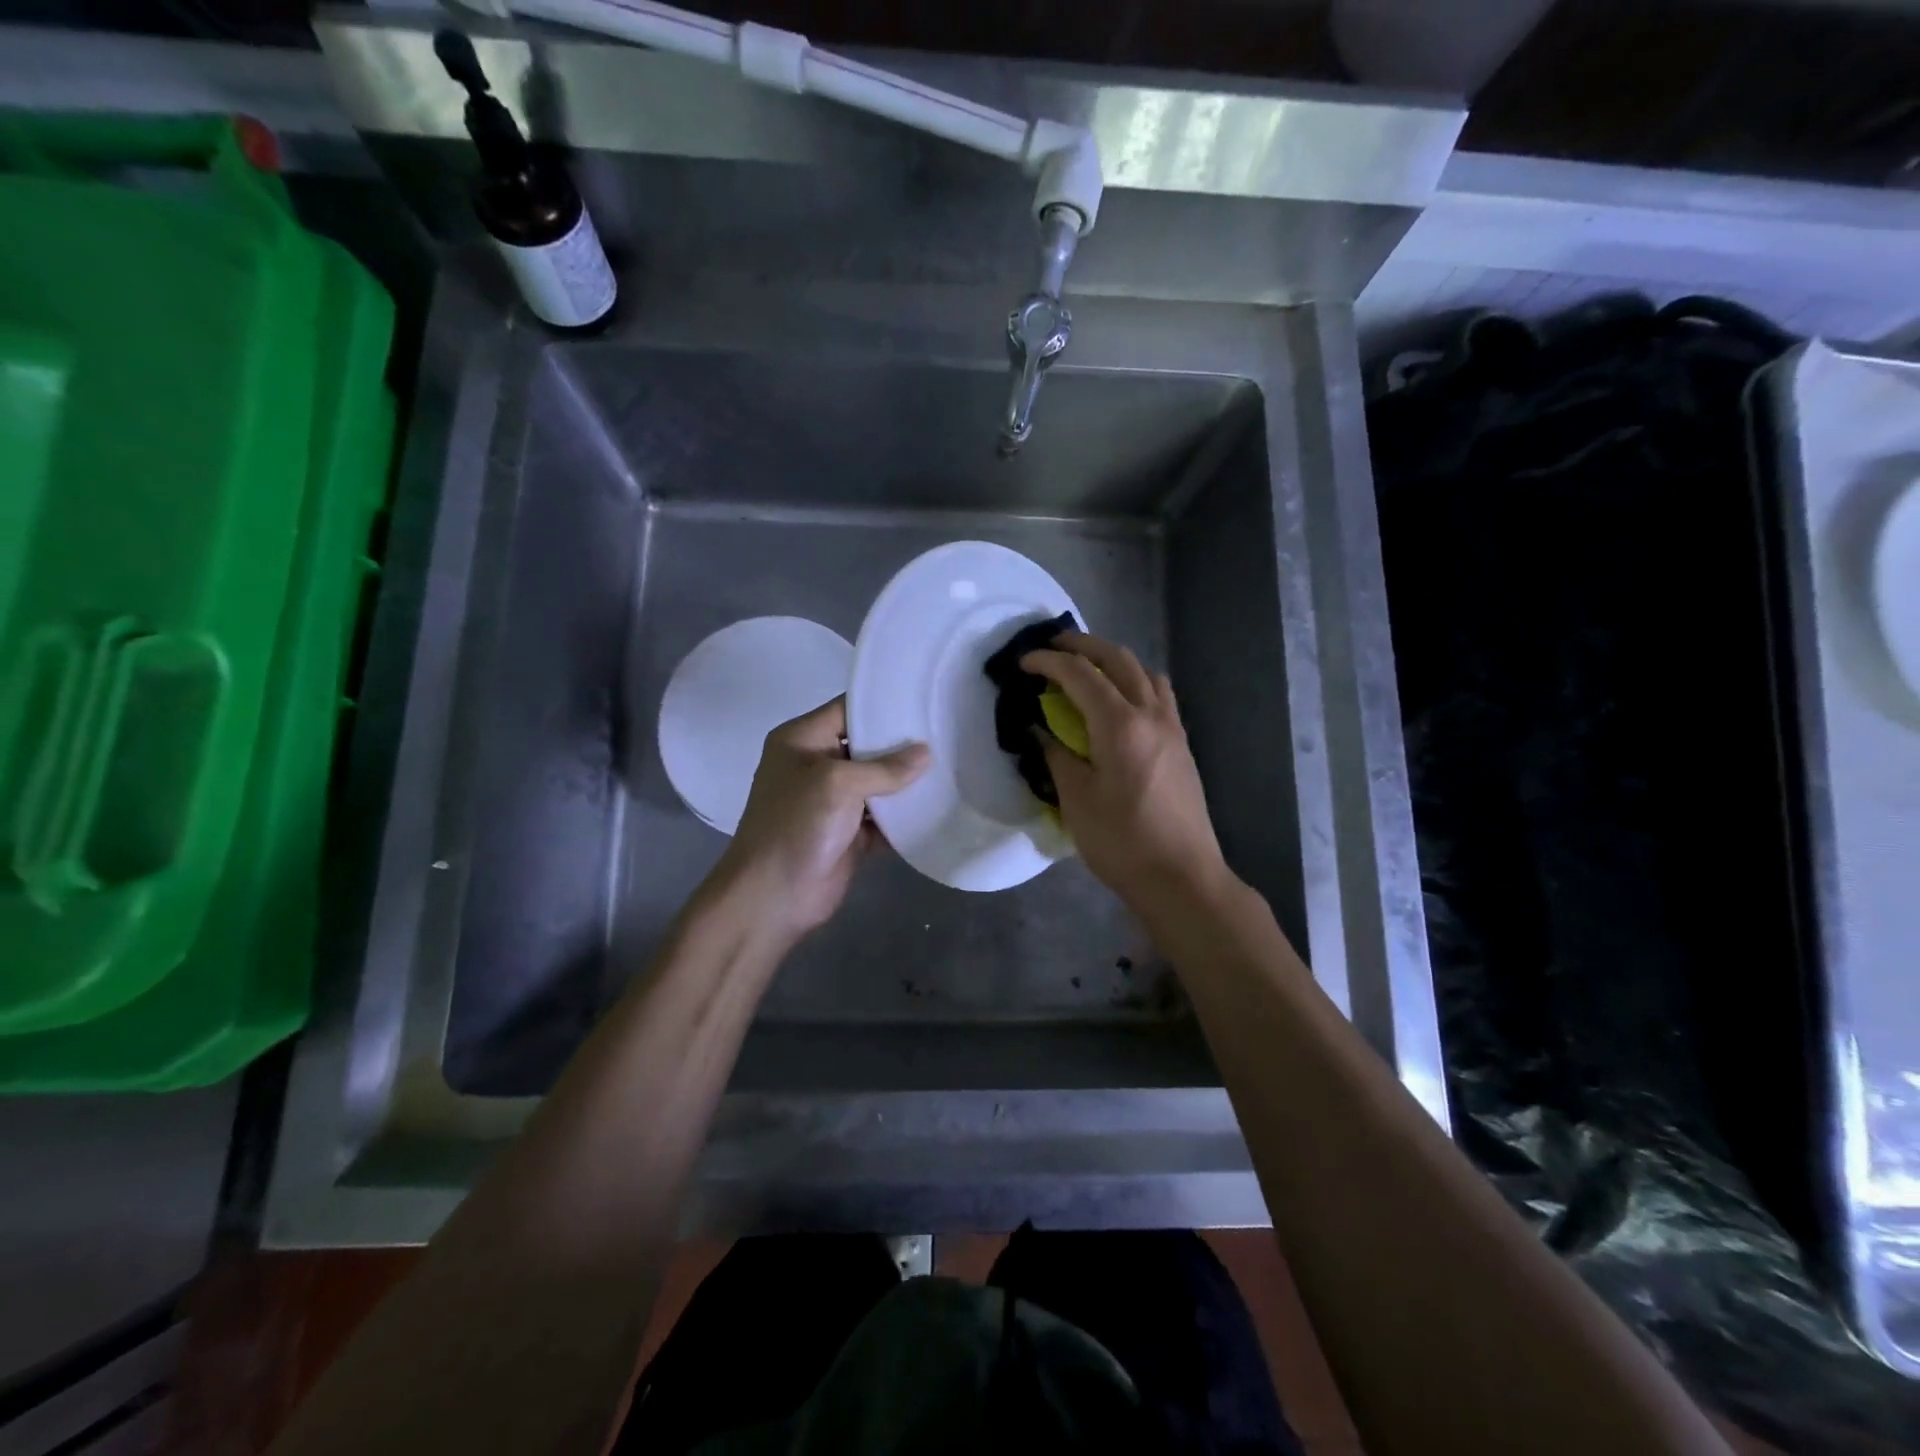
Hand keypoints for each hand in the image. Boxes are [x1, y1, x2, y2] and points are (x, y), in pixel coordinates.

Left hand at [711, 697, 928, 943]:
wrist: (773, 897)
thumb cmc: (796, 825)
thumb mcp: (837, 783)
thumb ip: (884, 768)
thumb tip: (926, 753)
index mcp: (802, 740)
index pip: (847, 709)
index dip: (883, 705)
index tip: (924, 700)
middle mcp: (816, 765)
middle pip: (867, 746)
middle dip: (902, 745)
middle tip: (947, 733)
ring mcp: (833, 802)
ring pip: (877, 784)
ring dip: (907, 782)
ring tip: (952, 766)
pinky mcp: (849, 834)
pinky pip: (882, 819)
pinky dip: (904, 817)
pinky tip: (939, 807)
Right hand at [1021, 632, 1232, 912]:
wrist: (1181, 876)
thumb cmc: (1121, 841)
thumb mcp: (1077, 800)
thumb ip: (1057, 755)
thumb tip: (1040, 730)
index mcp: (1120, 725)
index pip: (1080, 674)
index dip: (1048, 662)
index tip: (1023, 662)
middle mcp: (1150, 714)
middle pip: (1117, 659)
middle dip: (1082, 645)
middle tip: (1051, 647)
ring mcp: (1172, 726)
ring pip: (1143, 671)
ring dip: (1112, 659)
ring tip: (1085, 667)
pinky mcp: (1181, 743)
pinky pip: (1158, 693)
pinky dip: (1134, 680)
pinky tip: (1119, 700)